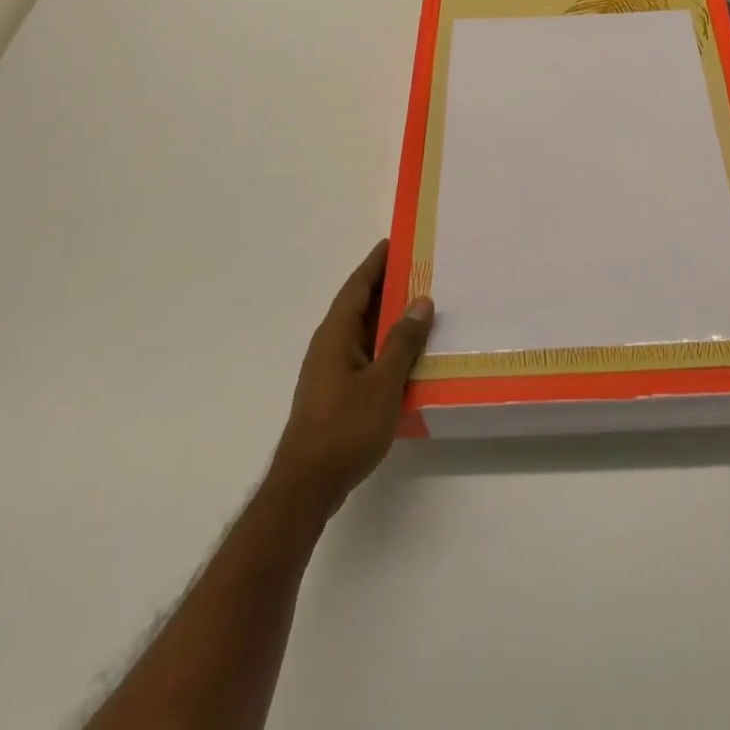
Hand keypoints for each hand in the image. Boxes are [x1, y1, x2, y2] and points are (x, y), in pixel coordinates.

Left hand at [267, 240, 432, 514]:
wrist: (307, 486)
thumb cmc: (345, 428)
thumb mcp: (383, 383)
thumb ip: (402, 341)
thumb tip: (421, 301)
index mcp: (336, 334)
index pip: (357, 286)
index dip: (375, 263)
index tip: (395, 242)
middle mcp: (330, 345)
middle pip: (360, 305)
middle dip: (387, 286)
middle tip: (420, 270)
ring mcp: (331, 370)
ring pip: (363, 332)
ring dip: (388, 317)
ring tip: (422, 305)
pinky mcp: (336, 392)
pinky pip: (365, 354)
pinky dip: (385, 344)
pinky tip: (408, 354)